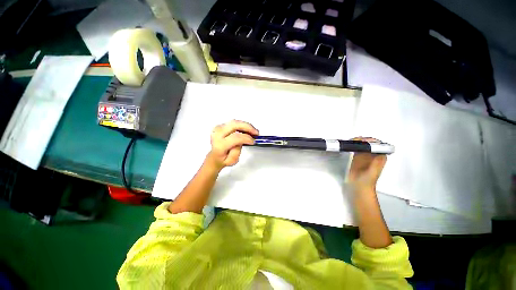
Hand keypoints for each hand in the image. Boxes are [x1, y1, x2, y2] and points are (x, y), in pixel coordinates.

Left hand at [206, 120, 258, 170]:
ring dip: (246, 125)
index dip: (247, 138)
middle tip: (256, 132)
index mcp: (219, 145)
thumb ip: (236, 151)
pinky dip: (242, 125)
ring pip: (235, 122)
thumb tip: (241, 141)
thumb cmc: (223, 159)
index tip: (253, 141)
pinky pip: (233, 122)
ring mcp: (218, 128)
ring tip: (253, 131)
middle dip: (248, 127)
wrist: (214, 156)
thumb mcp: (231, 161)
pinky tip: (247, 129)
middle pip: (234, 125)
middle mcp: (217, 134)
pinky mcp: (220, 126)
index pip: (235, 137)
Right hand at [348, 137, 386, 192]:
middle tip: (355, 139)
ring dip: (357, 142)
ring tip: (351, 140)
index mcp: (379, 157)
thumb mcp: (373, 172)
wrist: (359, 187)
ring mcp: (364, 156)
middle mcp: (372, 155)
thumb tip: (378, 151)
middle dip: (363, 140)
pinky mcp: (356, 158)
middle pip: (369, 143)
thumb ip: (376, 162)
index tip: (363, 140)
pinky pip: (356, 149)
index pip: (378, 145)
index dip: (372, 140)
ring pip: (362, 145)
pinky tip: (349, 145)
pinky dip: (353, 146)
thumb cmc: (367, 181)